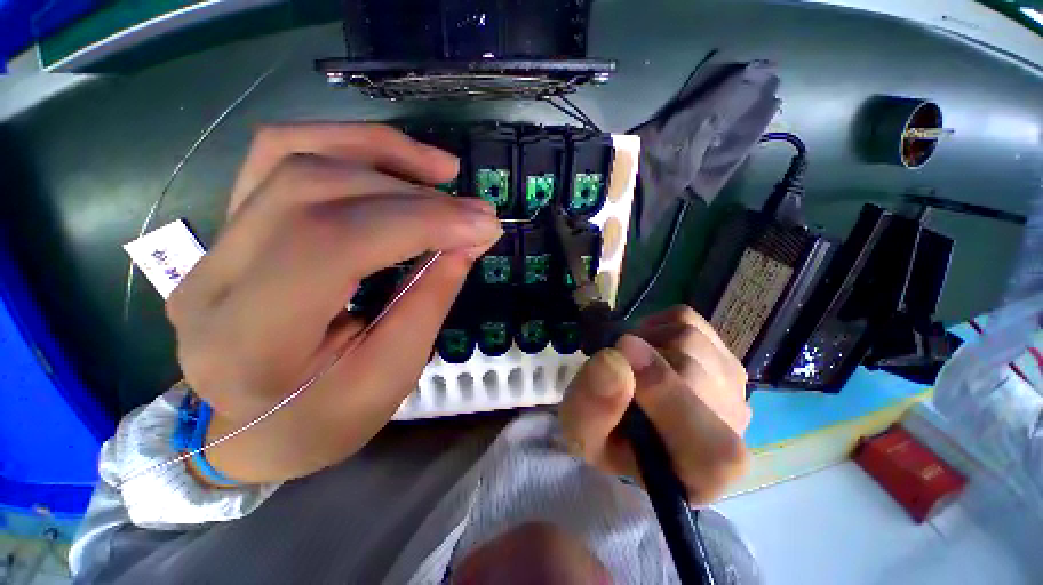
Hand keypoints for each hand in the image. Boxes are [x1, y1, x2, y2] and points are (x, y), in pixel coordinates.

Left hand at [166, 124, 501, 483]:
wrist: (254, 428)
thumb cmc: (324, 420)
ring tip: (442, 170)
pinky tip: (395, 162)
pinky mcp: (231, 225)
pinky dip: (349, 146)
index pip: (334, 243)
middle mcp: (213, 278)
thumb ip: (431, 297)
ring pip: (293, 154)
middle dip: (414, 194)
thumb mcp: (392, 374)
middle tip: (475, 211)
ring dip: (382, 152)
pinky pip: (282, 155)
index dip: (420, 221)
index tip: (482, 224)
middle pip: (314, 189)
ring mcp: (214, 243)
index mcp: (247, 340)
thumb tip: (472, 237)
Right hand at [558, 306, 750, 503]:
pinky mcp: (722, 350)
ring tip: (631, 363)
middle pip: (691, 370)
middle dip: (639, 359)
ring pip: (689, 338)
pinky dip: (655, 325)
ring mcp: (734, 383)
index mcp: (703, 473)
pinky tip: (647, 349)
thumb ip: (593, 409)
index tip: (619, 357)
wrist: (637, 423)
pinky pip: (685, 320)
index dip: (665, 392)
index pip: (709, 442)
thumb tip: (613, 359)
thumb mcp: (584, 434)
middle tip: (614, 366)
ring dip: (643, 342)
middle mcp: (734, 429)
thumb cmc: (612, 436)